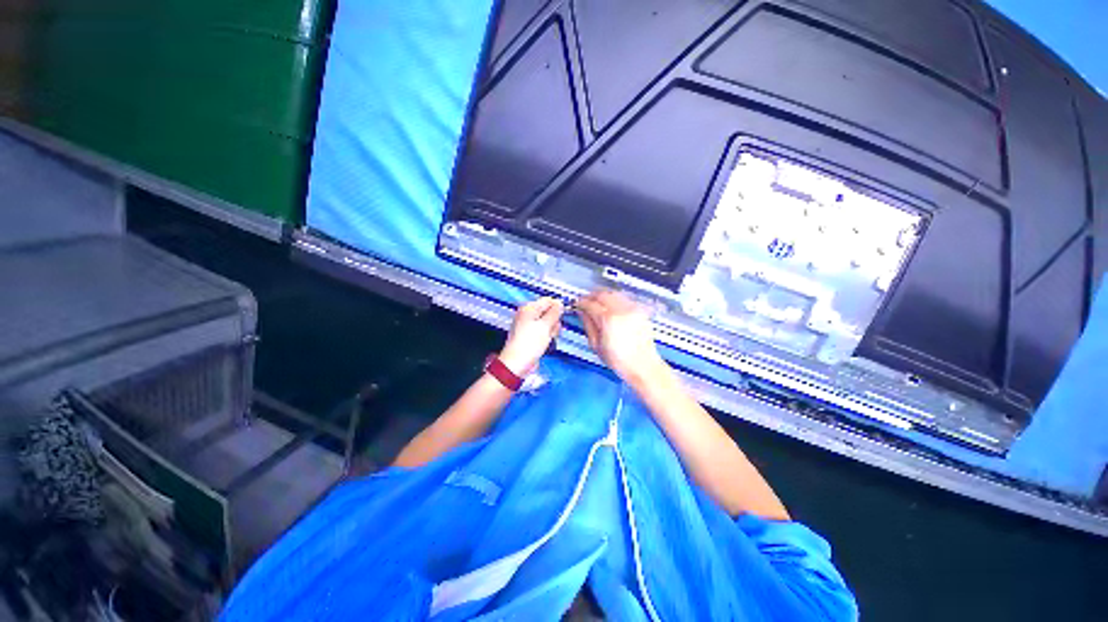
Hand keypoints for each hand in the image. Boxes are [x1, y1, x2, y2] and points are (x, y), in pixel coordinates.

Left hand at [499, 297, 564, 375]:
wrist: (518, 363)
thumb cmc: (529, 343)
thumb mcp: (545, 325)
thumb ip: (554, 312)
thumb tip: (560, 303)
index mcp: (529, 308)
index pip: (547, 301)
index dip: (557, 307)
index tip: (562, 315)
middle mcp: (528, 315)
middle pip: (548, 312)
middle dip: (554, 321)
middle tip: (552, 330)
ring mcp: (529, 326)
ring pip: (548, 324)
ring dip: (552, 330)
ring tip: (548, 338)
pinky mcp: (531, 336)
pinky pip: (544, 333)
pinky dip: (547, 337)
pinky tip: (546, 343)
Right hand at [576, 291, 667, 384]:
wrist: (642, 365)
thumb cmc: (618, 360)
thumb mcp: (596, 345)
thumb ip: (588, 325)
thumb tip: (582, 313)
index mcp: (608, 320)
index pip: (590, 304)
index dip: (581, 303)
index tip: (577, 305)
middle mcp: (621, 310)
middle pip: (602, 294)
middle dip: (591, 296)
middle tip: (585, 301)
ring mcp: (632, 309)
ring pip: (613, 293)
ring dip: (603, 296)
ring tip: (597, 303)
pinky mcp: (640, 311)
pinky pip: (624, 299)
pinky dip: (614, 300)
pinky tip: (610, 307)